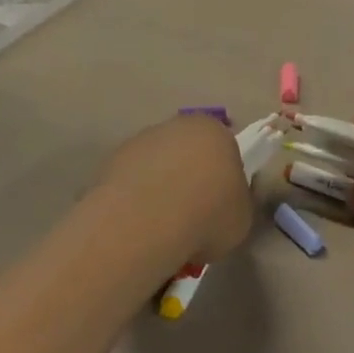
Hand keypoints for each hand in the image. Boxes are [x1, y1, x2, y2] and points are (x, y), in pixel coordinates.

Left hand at [94, 115, 252, 265]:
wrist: (147, 221)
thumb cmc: (207, 214)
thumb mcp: (242, 216)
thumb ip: (237, 202)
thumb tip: (225, 203)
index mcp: (215, 131)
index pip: (225, 148)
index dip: (223, 177)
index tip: (220, 205)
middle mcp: (177, 125)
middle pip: (188, 151)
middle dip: (190, 178)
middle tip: (191, 215)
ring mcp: (140, 140)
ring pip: (157, 164)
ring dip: (160, 187)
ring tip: (161, 227)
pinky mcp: (111, 161)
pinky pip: (132, 181)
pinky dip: (135, 198)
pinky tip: (138, 225)